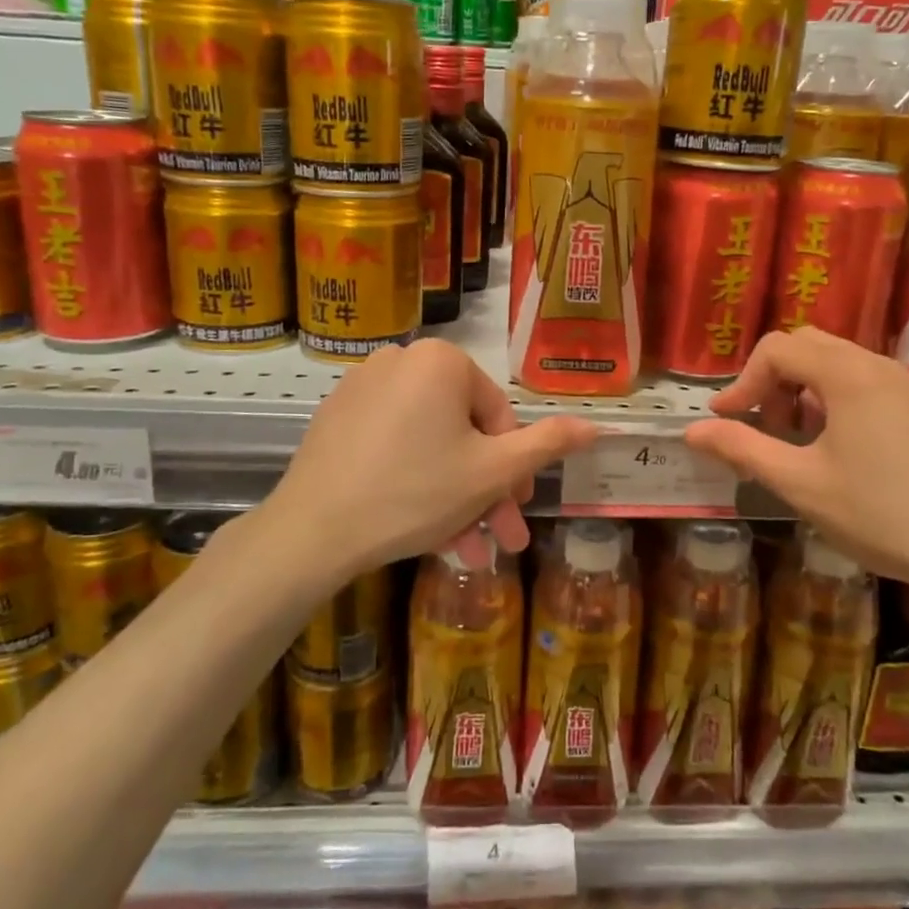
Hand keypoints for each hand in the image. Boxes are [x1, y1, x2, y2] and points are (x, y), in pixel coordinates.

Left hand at [262, 339, 596, 577]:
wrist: (312, 531)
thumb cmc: (415, 493)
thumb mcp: (493, 472)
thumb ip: (548, 444)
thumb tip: (596, 426)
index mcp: (443, 360)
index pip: (498, 415)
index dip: (514, 468)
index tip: (516, 511)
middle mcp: (401, 359)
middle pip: (462, 432)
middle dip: (484, 491)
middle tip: (497, 536)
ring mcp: (362, 386)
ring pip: (430, 444)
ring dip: (453, 497)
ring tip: (462, 548)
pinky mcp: (337, 416)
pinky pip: (394, 445)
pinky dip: (414, 480)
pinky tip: (422, 528)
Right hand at [683, 327, 908, 595]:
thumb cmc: (881, 514)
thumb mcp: (800, 484)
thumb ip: (742, 449)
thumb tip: (692, 430)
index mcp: (848, 375)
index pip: (777, 349)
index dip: (742, 382)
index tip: (725, 421)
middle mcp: (879, 366)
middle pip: (809, 346)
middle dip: (773, 380)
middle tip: (762, 427)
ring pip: (839, 364)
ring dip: (804, 391)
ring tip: (797, 442)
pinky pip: (867, 384)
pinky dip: (836, 401)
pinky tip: (839, 450)